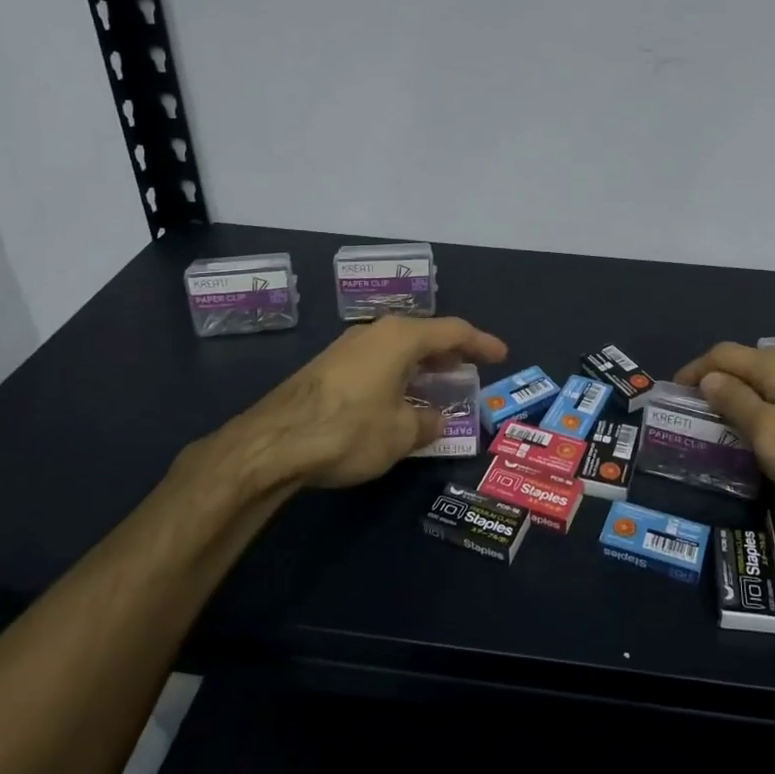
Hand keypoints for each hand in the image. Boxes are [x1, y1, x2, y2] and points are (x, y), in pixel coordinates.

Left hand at [204, 316, 508, 494]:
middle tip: (470, 370)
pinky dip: (397, 374)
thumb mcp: (401, 434)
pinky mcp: (327, 367)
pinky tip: (398, 397)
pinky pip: (376, 362)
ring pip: (397, 349)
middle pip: (424, 335)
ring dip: (421, 365)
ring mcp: (347, 347)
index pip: (453, 331)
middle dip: (450, 353)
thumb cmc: (349, 430)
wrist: (273, 442)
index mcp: (401, 338)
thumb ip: (426, 421)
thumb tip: (433, 418)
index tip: (501, 354)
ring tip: (438, 384)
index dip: (481, 343)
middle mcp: (375, 332)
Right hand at [674, 342, 774, 533]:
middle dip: (715, 382)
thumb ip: (736, 403)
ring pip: (767, 381)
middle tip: (693, 413)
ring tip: (723, 424)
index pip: (722, 355)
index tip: (672, 395)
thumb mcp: (770, 437)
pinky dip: (765, 407)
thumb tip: (709, 379)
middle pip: (745, 364)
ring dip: (740, 395)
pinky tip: (767, 433)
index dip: (693, 371)